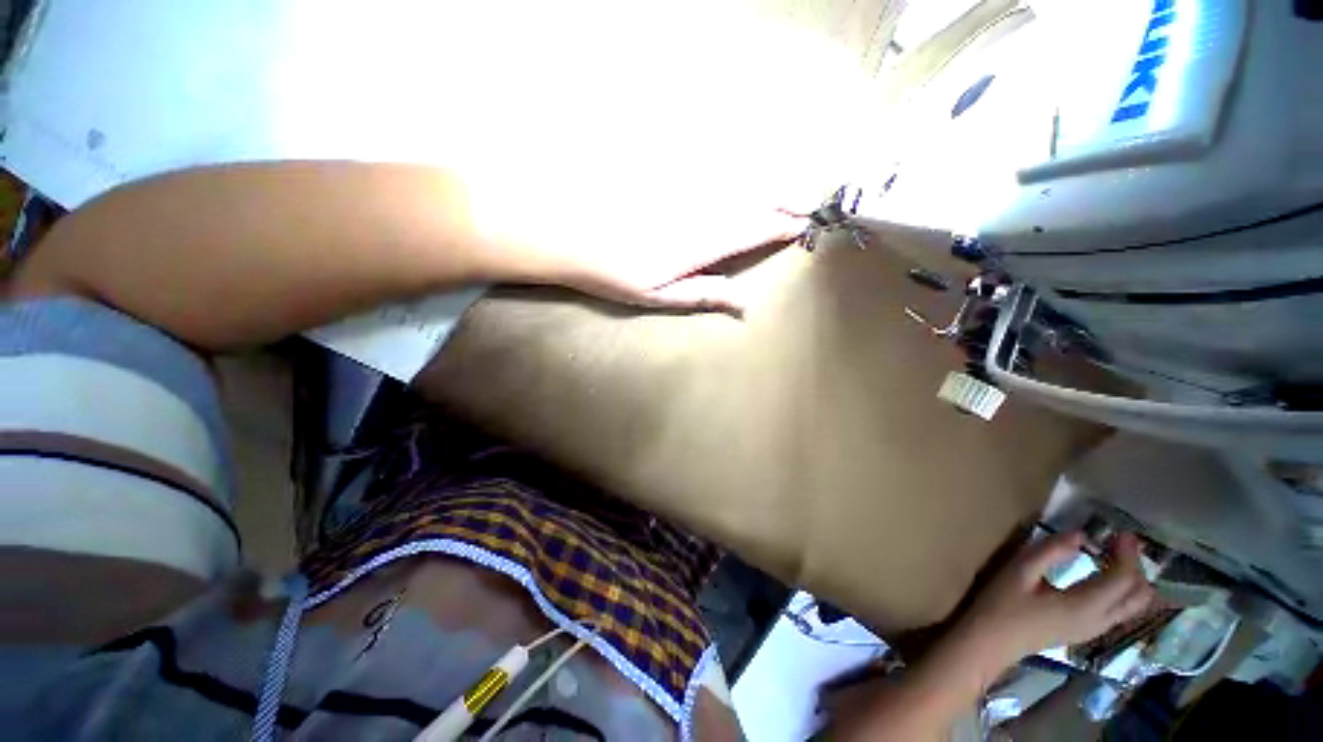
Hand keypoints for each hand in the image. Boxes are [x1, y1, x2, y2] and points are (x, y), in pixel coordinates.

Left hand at [465, 170, 810, 312]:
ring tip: (790, 185)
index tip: (802, 225)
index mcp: (702, 243)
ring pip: (737, 176)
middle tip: (808, 201)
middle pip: (754, 197)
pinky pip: (711, 162)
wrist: (567, 230)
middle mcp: (701, 207)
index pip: (754, 229)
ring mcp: (684, 184)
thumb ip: (704, 294)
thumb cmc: (612, 272)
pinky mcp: (668, 169)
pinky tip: (743, 169)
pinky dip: (735, 166)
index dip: (781, 226)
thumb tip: (745, 304)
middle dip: (785, 199)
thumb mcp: (658, 295)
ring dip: (767, 180)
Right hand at [953, 532, 1155, 670]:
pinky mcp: (1087, 631)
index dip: (1128, 554)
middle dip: (1136, 566)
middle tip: (1120, 543)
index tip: (1122, 532)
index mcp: (1085, 606)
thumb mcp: (1019, 571)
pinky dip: (1123, 591)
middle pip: (1138, 595)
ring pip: (1133, 606)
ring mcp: (1095, 629)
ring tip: (1116, 556)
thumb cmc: (1002, 603)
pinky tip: (1105, 577)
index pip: (1123, 579)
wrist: (991, 641)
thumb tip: (1080, 534)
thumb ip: (1050, 552)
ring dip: (1132, 579)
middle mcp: (1100, 620)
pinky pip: (1121, 610)